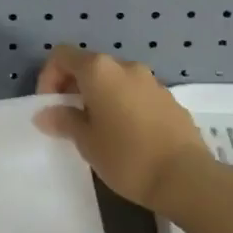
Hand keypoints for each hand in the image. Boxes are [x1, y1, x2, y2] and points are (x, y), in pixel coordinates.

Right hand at [35, 46, 215, 214]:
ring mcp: (151, 80)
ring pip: (114, 80)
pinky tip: (127, 136)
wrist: (186, 177)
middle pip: (90, 65)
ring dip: (100, 97)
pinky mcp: (169, 98)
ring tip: (98, 130)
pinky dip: (123, 105)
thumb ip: (64, 121)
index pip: (63, 55)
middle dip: (74, 88)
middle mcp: (125, 66)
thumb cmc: (127, 157)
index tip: (50, 106)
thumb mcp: (87, 142)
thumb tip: (46, 113)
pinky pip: (136, 93)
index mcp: (100, 71)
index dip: (49, 76)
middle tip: (70, 121)